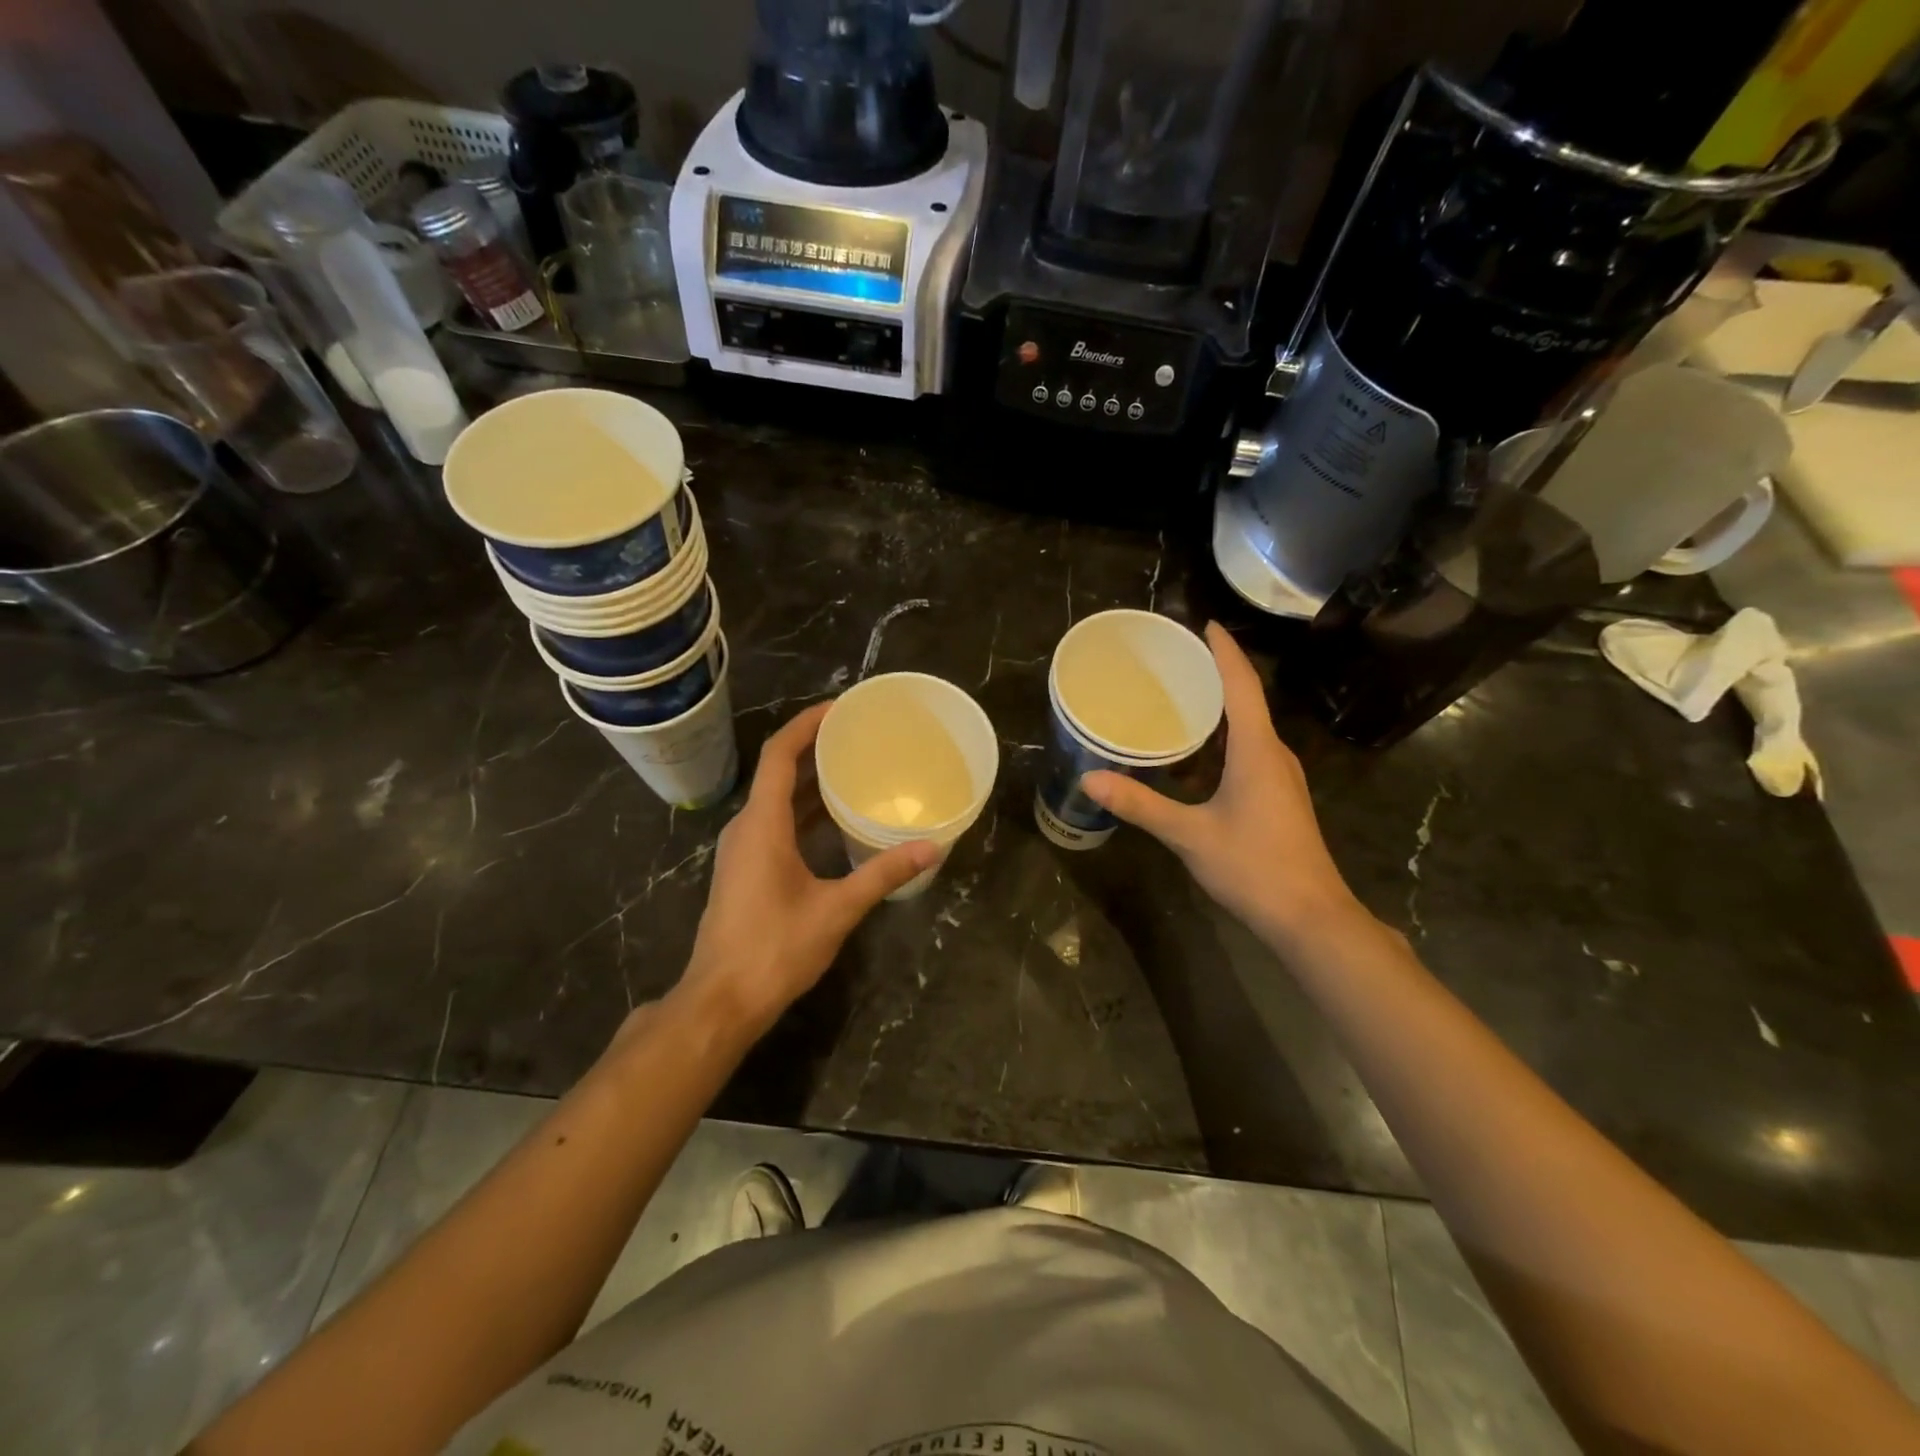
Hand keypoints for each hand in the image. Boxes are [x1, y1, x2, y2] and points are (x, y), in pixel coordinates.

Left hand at [674, 702, 937, 1039]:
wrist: (722, 1001)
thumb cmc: (774, 949)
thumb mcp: (836, 909)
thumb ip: (882, 874)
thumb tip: (931, 847)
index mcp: (762, 824)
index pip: (780, 755)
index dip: (806, 724)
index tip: (840, 708)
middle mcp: (747, 827)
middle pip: (778, 771)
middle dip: (815, 748)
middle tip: (859, 735)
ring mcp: (743, 850)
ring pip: (777, 799)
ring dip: (811, 780)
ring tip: (854, 767)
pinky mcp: (747, 870)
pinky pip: (776, 823)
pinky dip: (805, 811)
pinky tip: (837, 819)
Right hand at [1082, 622, 1375, 953]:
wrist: (1310, 917)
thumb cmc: (1253, 867)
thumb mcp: (1189, 834)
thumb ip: (1140, 805)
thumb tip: (1091, 778)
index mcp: (1257, 750)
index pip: (1242, 685)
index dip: (1224, 651)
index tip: (1204, 624)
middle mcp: (1273, 754)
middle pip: (1246, 701)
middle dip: (1215, 675)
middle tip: (1175, 660)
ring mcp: (1280, 777)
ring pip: (1248, 729)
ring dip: (1218, 709)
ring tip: (1178, 698)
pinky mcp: (1279, 797)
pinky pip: (1248, 751)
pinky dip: (1221, 740)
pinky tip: (1194, 754)